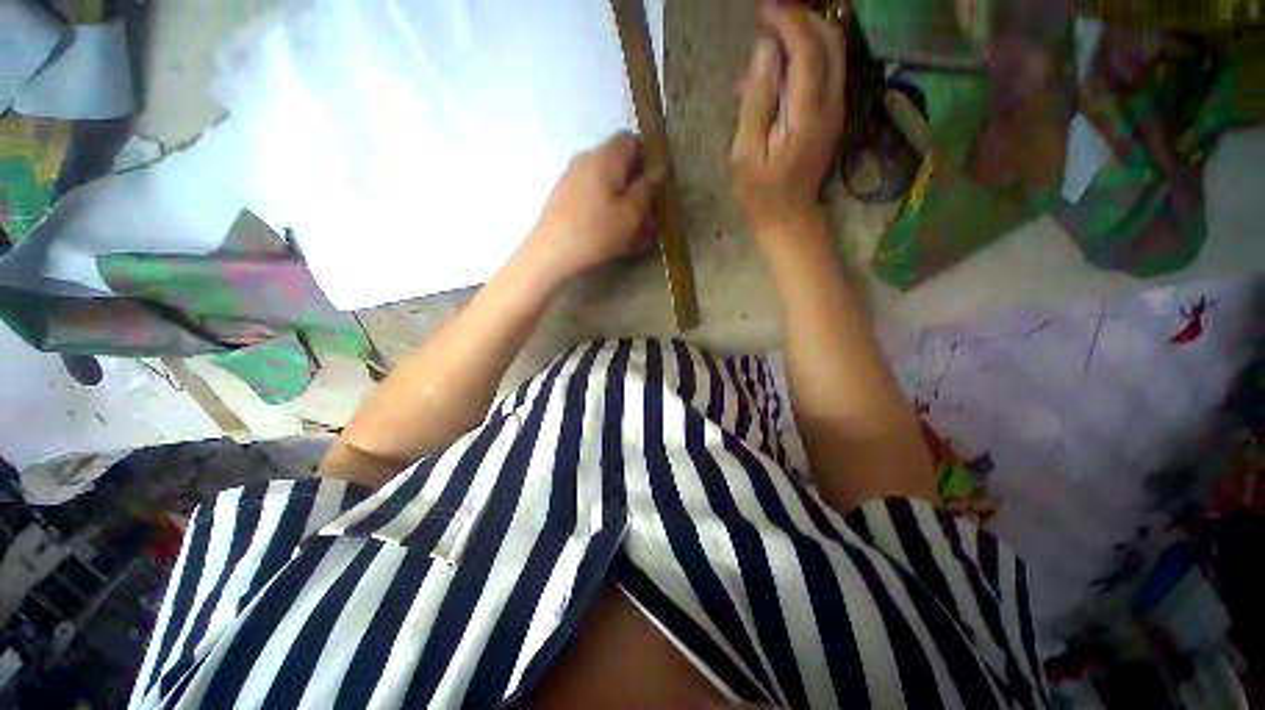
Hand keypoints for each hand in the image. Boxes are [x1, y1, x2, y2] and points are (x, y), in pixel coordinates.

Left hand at [520, 132, 663, 286]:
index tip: (655, 184)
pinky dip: (606, 205)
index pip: (631, 139)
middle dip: (635, 181)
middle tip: (646, 210)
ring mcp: (572, 176)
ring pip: (605, 179)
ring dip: (622, 197)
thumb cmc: (596, 233)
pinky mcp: (564, 194)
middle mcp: (586, 159)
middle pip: (618, 160)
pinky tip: (611, 230)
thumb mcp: (630, 214)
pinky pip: (592, 192)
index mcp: (605, 157)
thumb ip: (647, 188)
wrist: (551, 252)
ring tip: (631, 227)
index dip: (647, 157)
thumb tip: (659, 167)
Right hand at [731, 6, 845, 239]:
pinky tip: (780, 65)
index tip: (763, 9)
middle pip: (829, 41)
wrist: (789, 216)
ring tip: (772, 35)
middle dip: (801, 18)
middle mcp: (831, 104)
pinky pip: (828, 69)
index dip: (787, 22)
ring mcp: (837, 108)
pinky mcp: (834, 113)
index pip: (807, 50)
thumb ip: (756, 102)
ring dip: (806, 33)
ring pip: (834, 51)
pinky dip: (808, 54)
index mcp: (807, 116)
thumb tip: (765, 51)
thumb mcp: (746, 154)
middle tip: (769, 16)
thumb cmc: (760, 192)